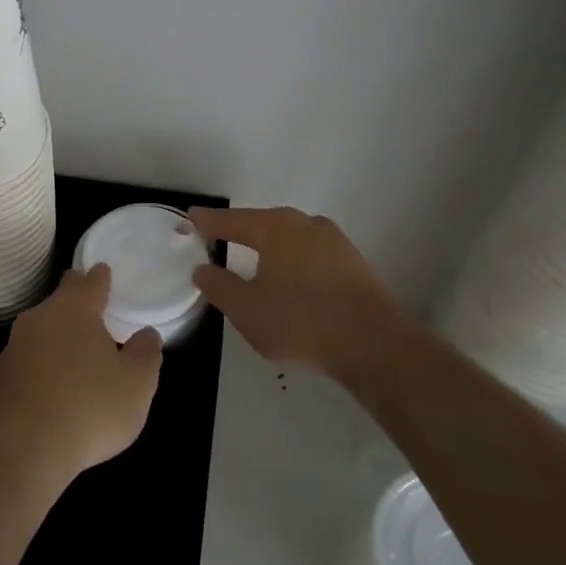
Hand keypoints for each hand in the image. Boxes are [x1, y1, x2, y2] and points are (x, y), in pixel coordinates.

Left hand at [0, 265, 163, 487]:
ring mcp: (17, 344)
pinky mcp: (3, 373)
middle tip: (92, 301)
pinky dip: (45, 357)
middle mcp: (42, 316)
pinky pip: (31, 354)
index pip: (91, 281)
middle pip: (62, 297)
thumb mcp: (137, 384)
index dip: (101, 277)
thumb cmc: (89, 407)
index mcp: (76, 308)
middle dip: (76, 295)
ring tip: (77, 343)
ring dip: (59, 329)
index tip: (105, 272)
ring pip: (43, 324)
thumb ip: (146, 353)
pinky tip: (55, 377)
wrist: (23, 449)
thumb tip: (146, 335)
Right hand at [189, 206, 410, 380]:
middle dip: (240, 230)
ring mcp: (334, 242)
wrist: (375, 345)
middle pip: (263, 223)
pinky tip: (289, 279)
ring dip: (269, 246)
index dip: (208, 222)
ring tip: (252, 258)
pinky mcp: (353, 263)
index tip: (190, 218)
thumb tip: (202, 268)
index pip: (232, 221)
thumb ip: (219, 286)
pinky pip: (311, 254)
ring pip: (290, 238)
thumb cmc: (300, 322)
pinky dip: (293, 260)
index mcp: (275, 228)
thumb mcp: (246, 309)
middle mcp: (305, 224)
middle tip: (218, 236)